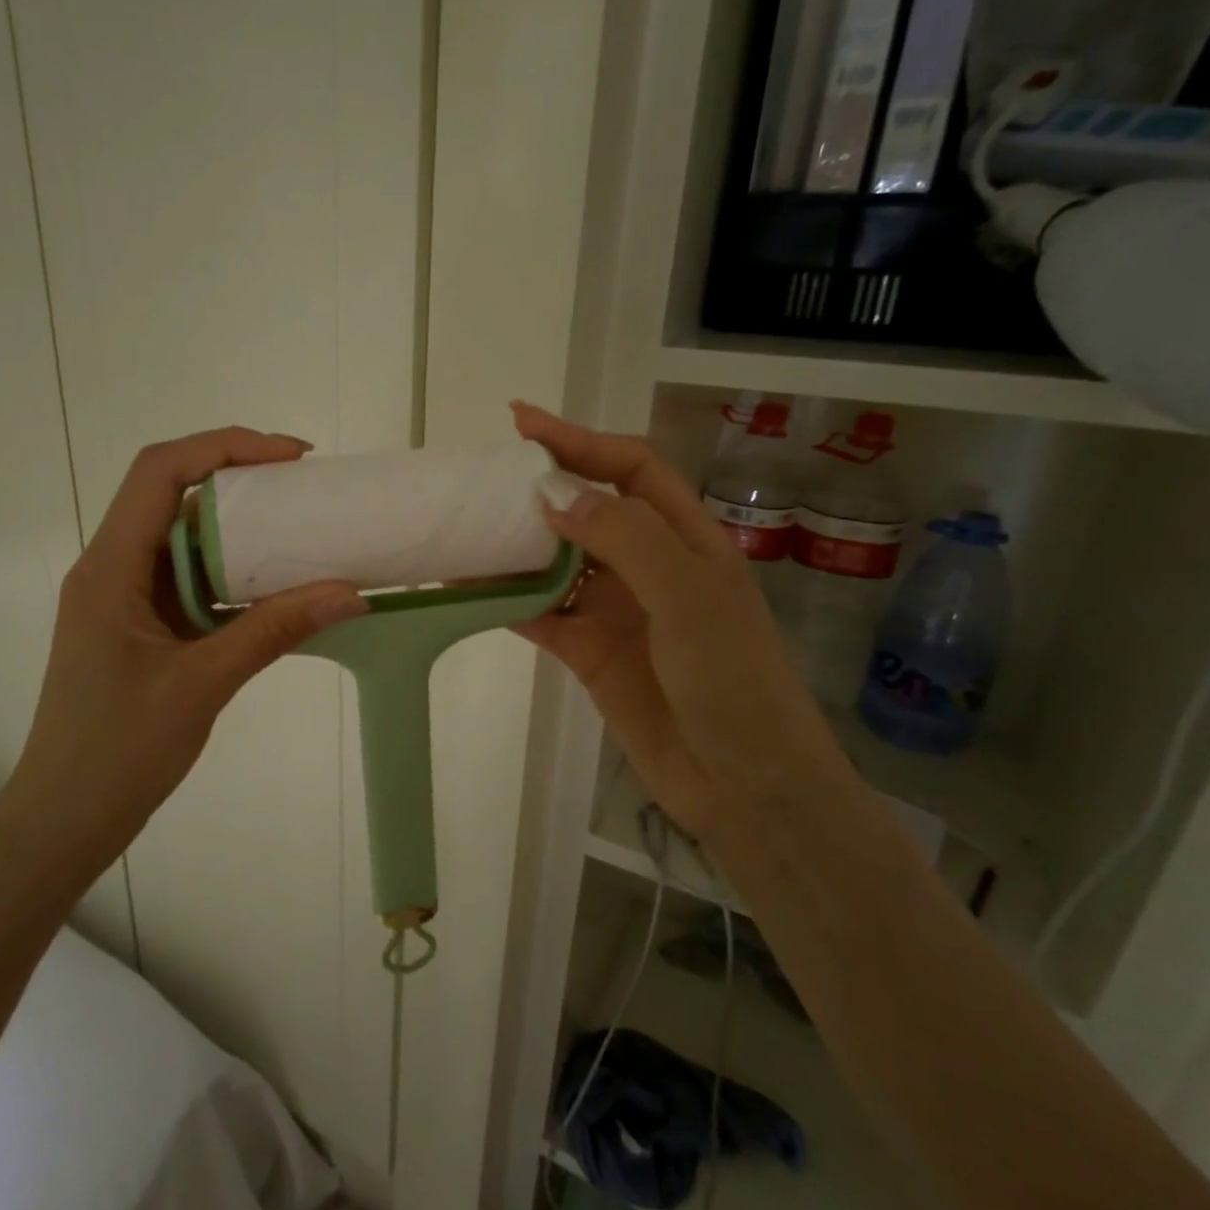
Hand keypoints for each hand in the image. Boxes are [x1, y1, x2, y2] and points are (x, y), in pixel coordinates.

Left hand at [0, 428, 366, 867]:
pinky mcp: (139, 627)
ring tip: (300, 531)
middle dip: (238, 480)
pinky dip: (232, 574)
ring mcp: (124, 599)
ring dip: (238, 529)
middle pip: (171, 495)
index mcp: (109, 568)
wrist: (64, 820)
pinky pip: (188, 580)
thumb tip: (349, 593)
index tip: (290, 458)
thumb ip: (273, 632)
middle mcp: (111, 569)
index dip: (225, 447)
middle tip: (304, 490)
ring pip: (182, 538)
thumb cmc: (117, 752)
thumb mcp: (202, 685)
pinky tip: (274, 588)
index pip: (160, 472)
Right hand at [512, 404, 855, 841]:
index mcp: (686, 538)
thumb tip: (554, 494)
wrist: (744, 785)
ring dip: (515, 548)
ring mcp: (616, 610)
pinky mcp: (589, 652)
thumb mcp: (688, 595)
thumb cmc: (732, 679)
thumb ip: (624, 537)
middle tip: (482, 481)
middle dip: (539, 490)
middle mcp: (648, 566)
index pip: (629, 468)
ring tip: (465, 531)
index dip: (580, 440)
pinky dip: (507, 600)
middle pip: (586, 510)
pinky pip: (540, 614)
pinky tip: (470, 589)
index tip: (523, 424)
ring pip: (556, 562)